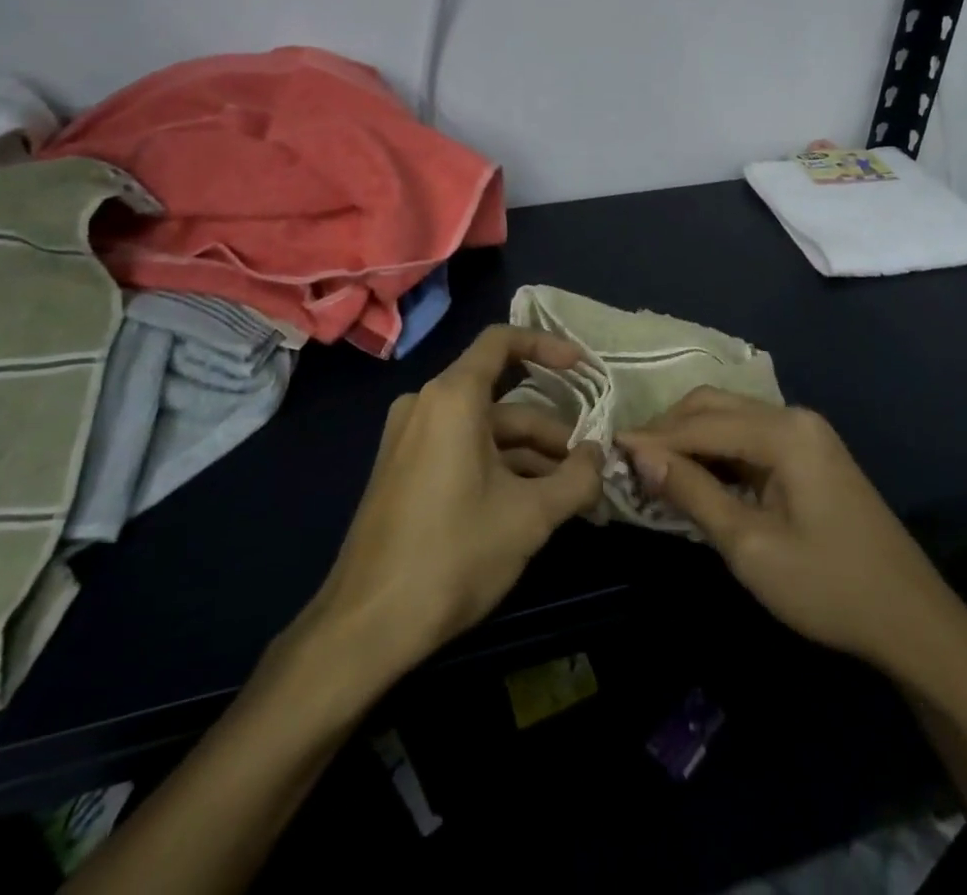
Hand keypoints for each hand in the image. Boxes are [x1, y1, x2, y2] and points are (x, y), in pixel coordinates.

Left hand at [304, 325, 603, 677]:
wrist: (366, 624)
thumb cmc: (453, 555)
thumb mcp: (529, 516)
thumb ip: (576, 479)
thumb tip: (600, 457)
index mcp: (452, 398)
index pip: (502, 342)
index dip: (546, 346)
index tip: (582, 368)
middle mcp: (426, 404)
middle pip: (502, 398)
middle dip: (551, 430)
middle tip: (590, 466)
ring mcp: (410, 437)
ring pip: (485, 430)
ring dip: (530, 456)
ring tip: (573, 496)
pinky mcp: (405, 469)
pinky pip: (462, 450)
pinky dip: (500, 468)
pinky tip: (533, 505)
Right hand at [619, 389, 966, 689]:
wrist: (912, 621)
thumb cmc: (828, 587)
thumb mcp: (750, 546)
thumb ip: (693, 493)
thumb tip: (640, 455)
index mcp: (785, 432)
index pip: (702, 423)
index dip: (653, 437)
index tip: (608, 448)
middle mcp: (794, 417)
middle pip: (715, 407)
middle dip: (670, 429)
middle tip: (629, 460)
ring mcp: (805, 434)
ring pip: (731, 419)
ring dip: (691, 438)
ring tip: (652, 468)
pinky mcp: (809, 454)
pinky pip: (750, 439)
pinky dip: (717, 452)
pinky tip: (694, 475)